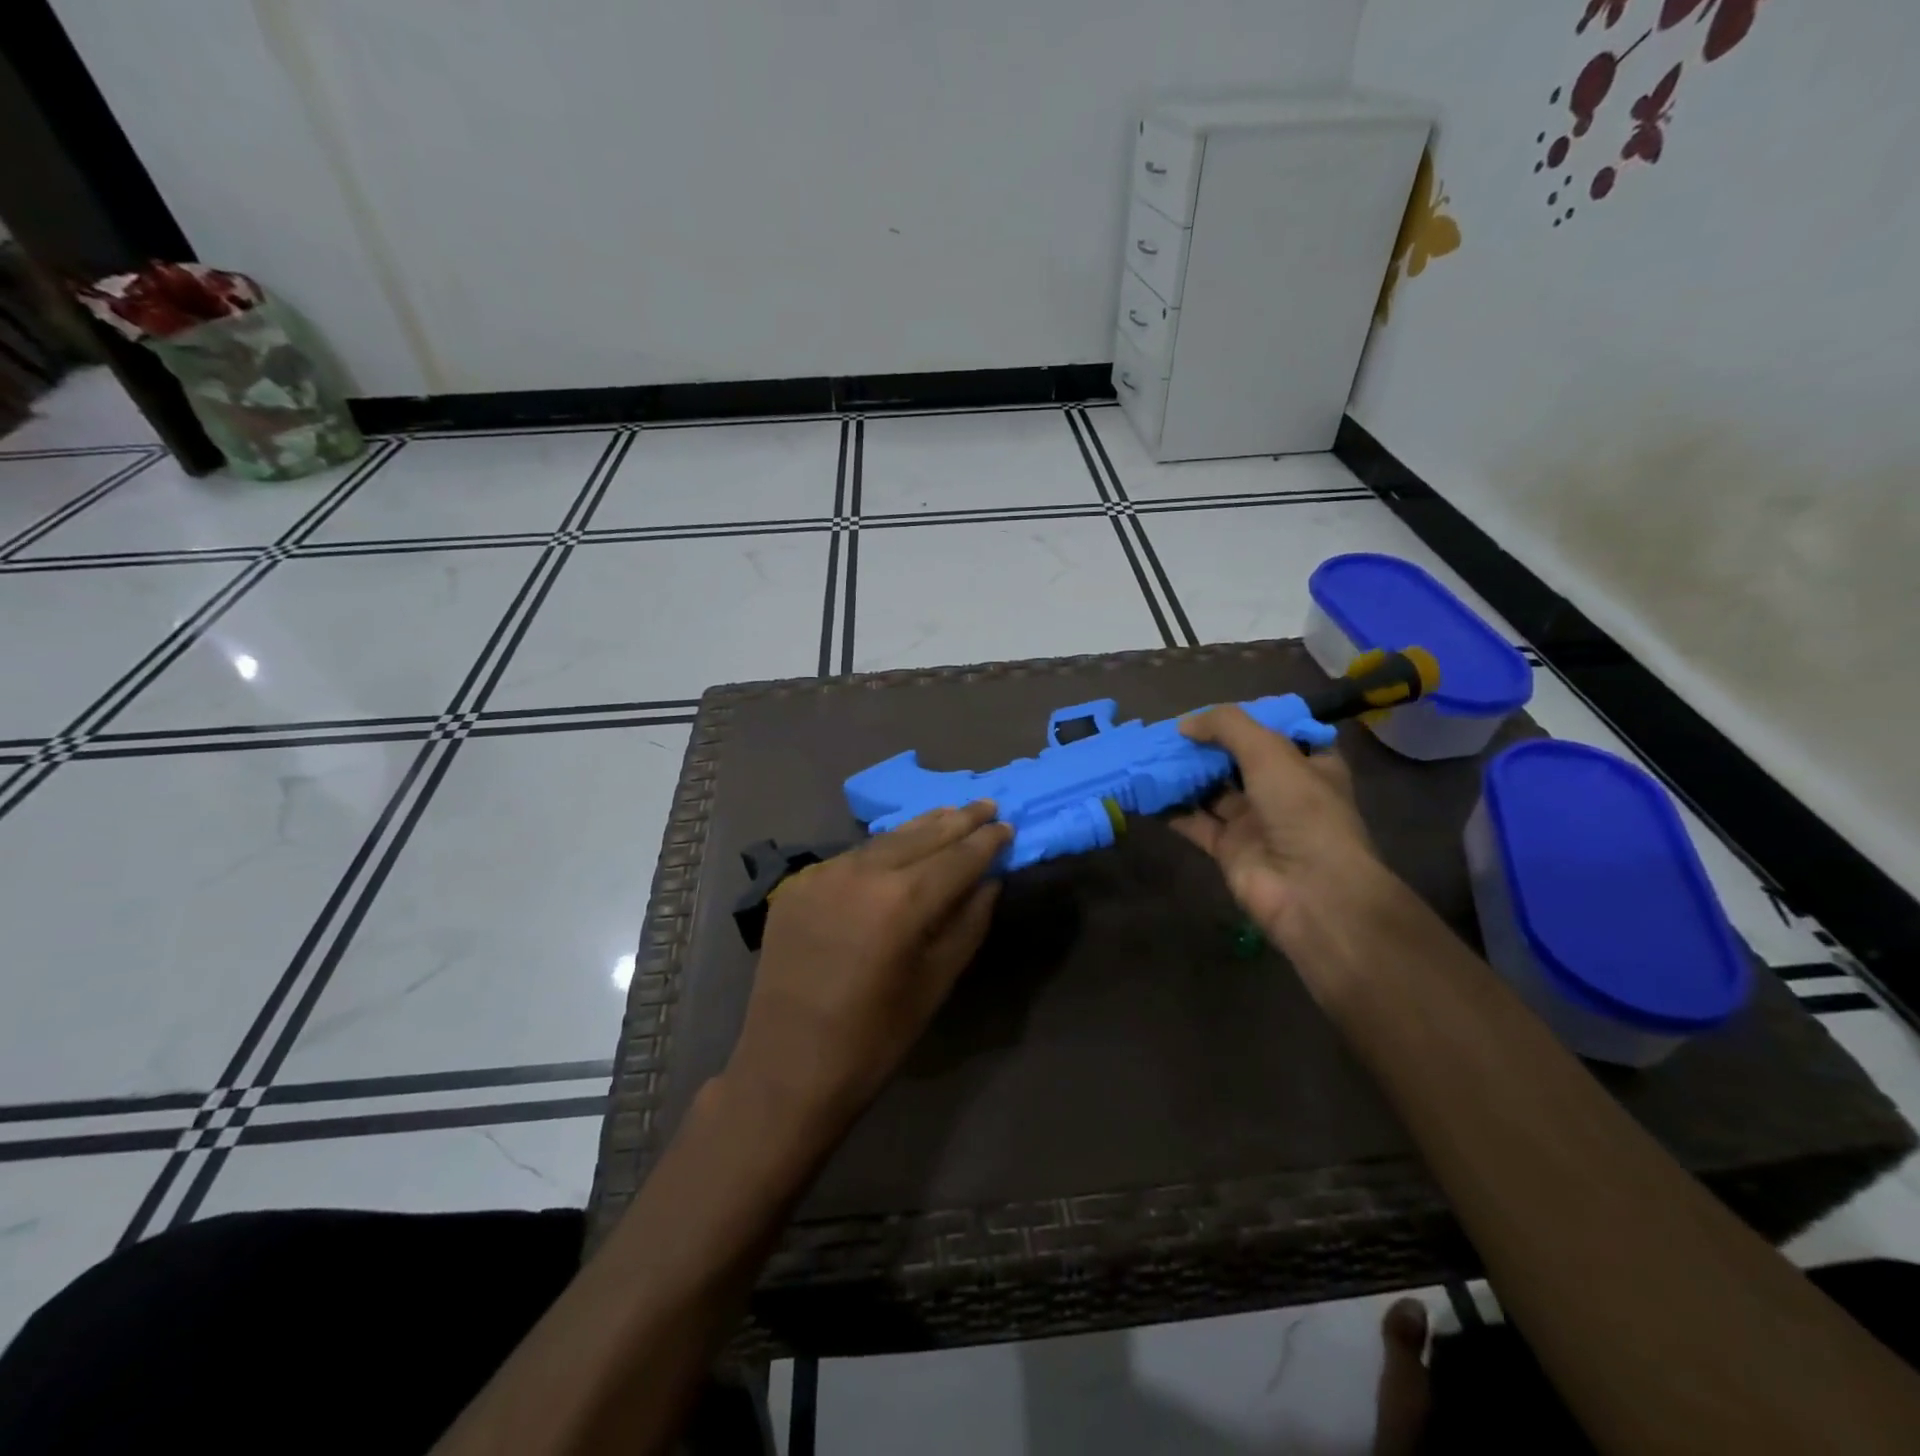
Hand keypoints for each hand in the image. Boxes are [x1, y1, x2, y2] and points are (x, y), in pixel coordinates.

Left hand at [726, 802, 1010, 1130]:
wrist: (788, 1067)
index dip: (986, 841)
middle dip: (958, 820)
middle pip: (921, 835)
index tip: (1007, 825)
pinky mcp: (797, 884)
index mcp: (902, 901)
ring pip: (883, 840)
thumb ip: (968, 923)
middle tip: (985, 803)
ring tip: (949, 814)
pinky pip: (850, 857)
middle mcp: (862, 873)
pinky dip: (881, 850)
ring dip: (920, 828)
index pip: (957, 857)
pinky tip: (897, 849)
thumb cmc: (875, 1038)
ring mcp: (823, 874)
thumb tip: (989, 881)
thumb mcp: (936, 983)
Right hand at [1169, 706, 1394, 958]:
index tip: (1211, 710)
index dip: (1246, 719)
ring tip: (1148, 754)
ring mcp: (1254, 821)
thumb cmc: (1302, 810)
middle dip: (1205, 745)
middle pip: (1237, 760)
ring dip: (1184, 774)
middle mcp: (1282, 790)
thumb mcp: (1270, 752)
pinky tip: (1145, 791)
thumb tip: (1184, 724)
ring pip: (1212, 790)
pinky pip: (1194, 822)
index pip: (1277, 732)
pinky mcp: (1228, 848)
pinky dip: (1171, 808)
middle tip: (1167, 731)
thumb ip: (1226, 726)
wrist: (1310, 891)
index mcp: (1309, 764)